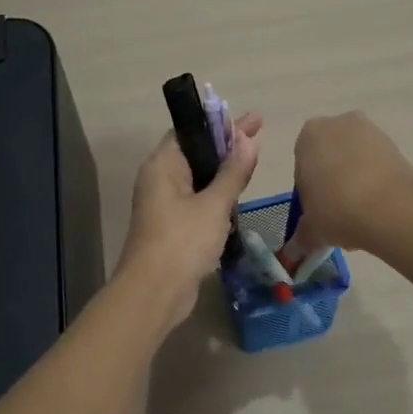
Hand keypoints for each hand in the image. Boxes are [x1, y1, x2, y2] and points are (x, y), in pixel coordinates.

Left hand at [117, 112, 262, 324]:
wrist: (154, 294)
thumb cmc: (182, 241)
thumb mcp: (214, 204)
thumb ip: (233, 172)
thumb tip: (248, 139)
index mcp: (162, 166)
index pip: (190, 131)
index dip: (220, 123)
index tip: (251, 119)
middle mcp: (159, 180)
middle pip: (196, 153)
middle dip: (226, 145)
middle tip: (258, 132)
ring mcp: (164, 205)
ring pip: (198, 179)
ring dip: (222, 171)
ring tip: (253, 160)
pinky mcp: (173, 228)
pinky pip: (197, 201)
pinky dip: (216, 195)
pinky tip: (237, 196)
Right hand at [285, 112, 412, 258]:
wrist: (390, 207)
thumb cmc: (336, 209)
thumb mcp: (311, 228)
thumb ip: (301, 237)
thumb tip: (293, 252)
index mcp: (308, 135)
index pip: (302, 166)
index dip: (309, 192)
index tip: (318, 212)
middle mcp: (337, 124)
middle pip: (330, 157)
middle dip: (333, 182)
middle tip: (338, 214)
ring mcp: (370, 131)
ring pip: (355, 160)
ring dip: (355, 182)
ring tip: (362, 216)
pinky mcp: (395, 145)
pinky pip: (377, 165)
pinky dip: (376, 182)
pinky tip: (378, 209)